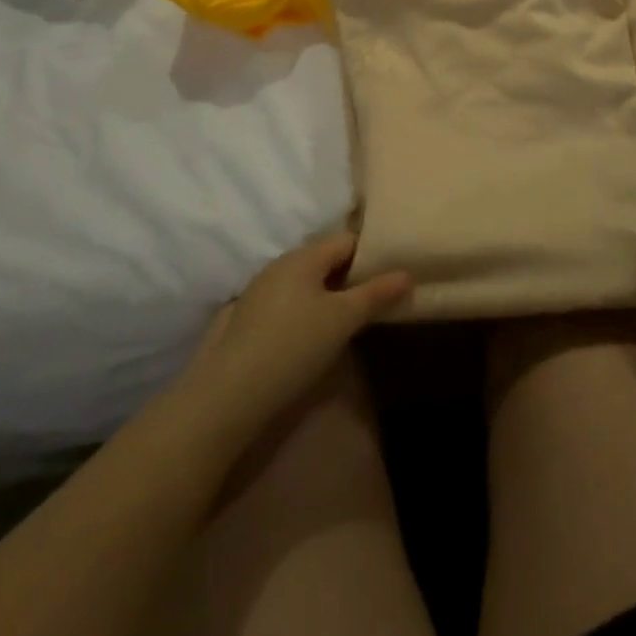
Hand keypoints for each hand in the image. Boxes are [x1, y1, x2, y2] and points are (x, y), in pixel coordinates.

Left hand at [177, 231, 410, 445]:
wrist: (228, 395)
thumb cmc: (294, 346)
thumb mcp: (343, 320)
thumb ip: (376, 294)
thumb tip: (406, 273)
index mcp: (303, 256)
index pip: (347, 240)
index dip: (372, 254)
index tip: (392, 275)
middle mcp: (279, 265)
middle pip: (325, 259)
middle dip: (351, 276)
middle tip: (376, 300)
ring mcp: (260, 291)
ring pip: (306, 282)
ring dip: (329, 295)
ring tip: (349, 320)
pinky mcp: (247, 318)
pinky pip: (288, 302)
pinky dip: (307, 310)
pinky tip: (314, 336)